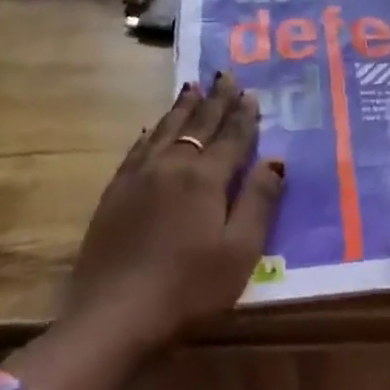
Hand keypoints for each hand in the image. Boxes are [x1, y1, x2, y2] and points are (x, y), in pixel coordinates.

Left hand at [59, 73, 284, 356]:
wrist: (114, 314)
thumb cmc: (189, 287)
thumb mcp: (239, 251)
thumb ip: (259, 202)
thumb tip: (275, 162)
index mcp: (205, 178)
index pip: (231, 138)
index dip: (243, 116)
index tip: (251, 93)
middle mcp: (172, 166)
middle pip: (198, 125)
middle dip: (215, 100)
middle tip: (225, 76)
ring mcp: (138, 177)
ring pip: (165, 129)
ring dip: (182, 107)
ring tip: (193, 87)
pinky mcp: (114, 192)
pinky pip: (138, 148)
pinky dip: (151, 132)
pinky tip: (152, 128)